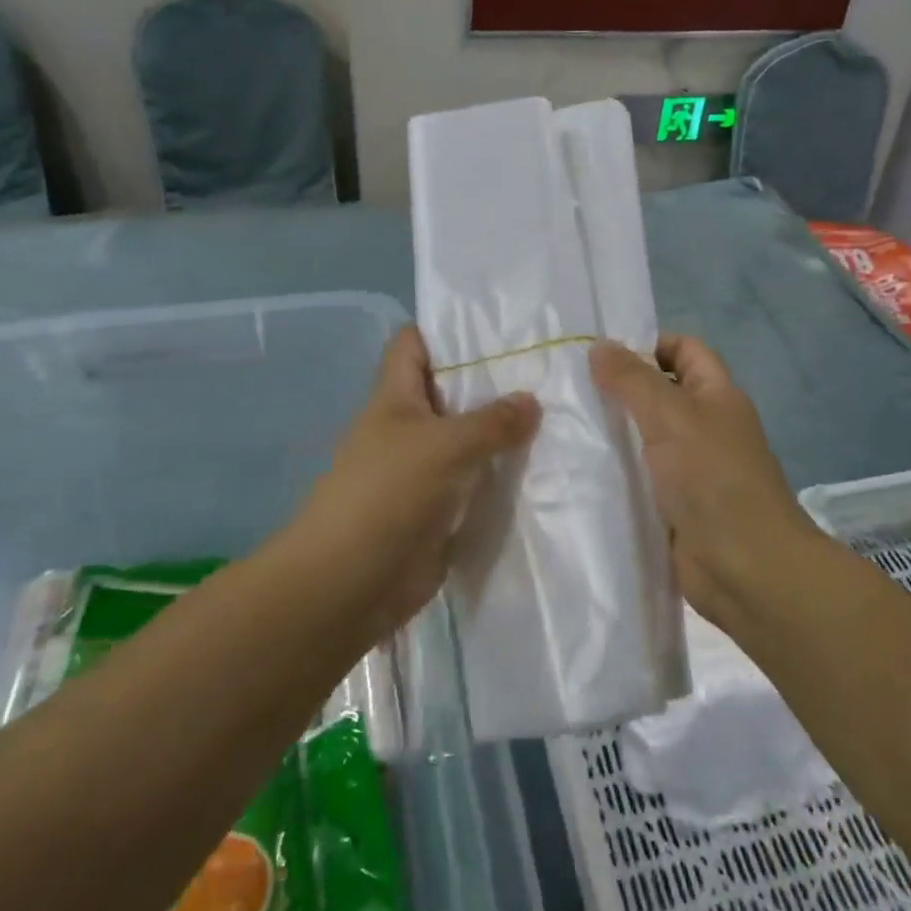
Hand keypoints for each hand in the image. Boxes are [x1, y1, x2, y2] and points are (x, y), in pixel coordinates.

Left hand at [289, 326, 539, 638]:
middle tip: (549, 371)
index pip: (415, 344)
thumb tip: (532, 401)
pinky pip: (476, 481)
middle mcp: (409, 427)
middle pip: (451, 391)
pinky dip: (503, 476)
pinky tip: (544, 467)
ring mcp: (424, 470)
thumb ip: (493, 422)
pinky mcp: (440, 508)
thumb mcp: (445, 445)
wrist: (351, 583)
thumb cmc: (388, 495)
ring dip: (504, 433)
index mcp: (395, 398)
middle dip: (494, 382)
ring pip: (469, 439)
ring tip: (559, 415)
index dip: (448, 330)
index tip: (501, 327)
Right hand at [590, 334, 817, 627]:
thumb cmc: (713, 479)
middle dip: (619, 388)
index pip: (684, 350)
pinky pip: (640, 478)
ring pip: (645, 438)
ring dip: (612, 432)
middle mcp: (705, 427)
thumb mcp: (671, 417)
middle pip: (660, 393)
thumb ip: (633, 380)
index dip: (649, 343)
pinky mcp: (674, 506)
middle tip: (567, 388)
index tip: (600, 353)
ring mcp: (690, 469)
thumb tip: (600, 345)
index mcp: (716, 396)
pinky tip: (576, 470)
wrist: (746, 569)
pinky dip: (615, 472)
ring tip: (560, 425)